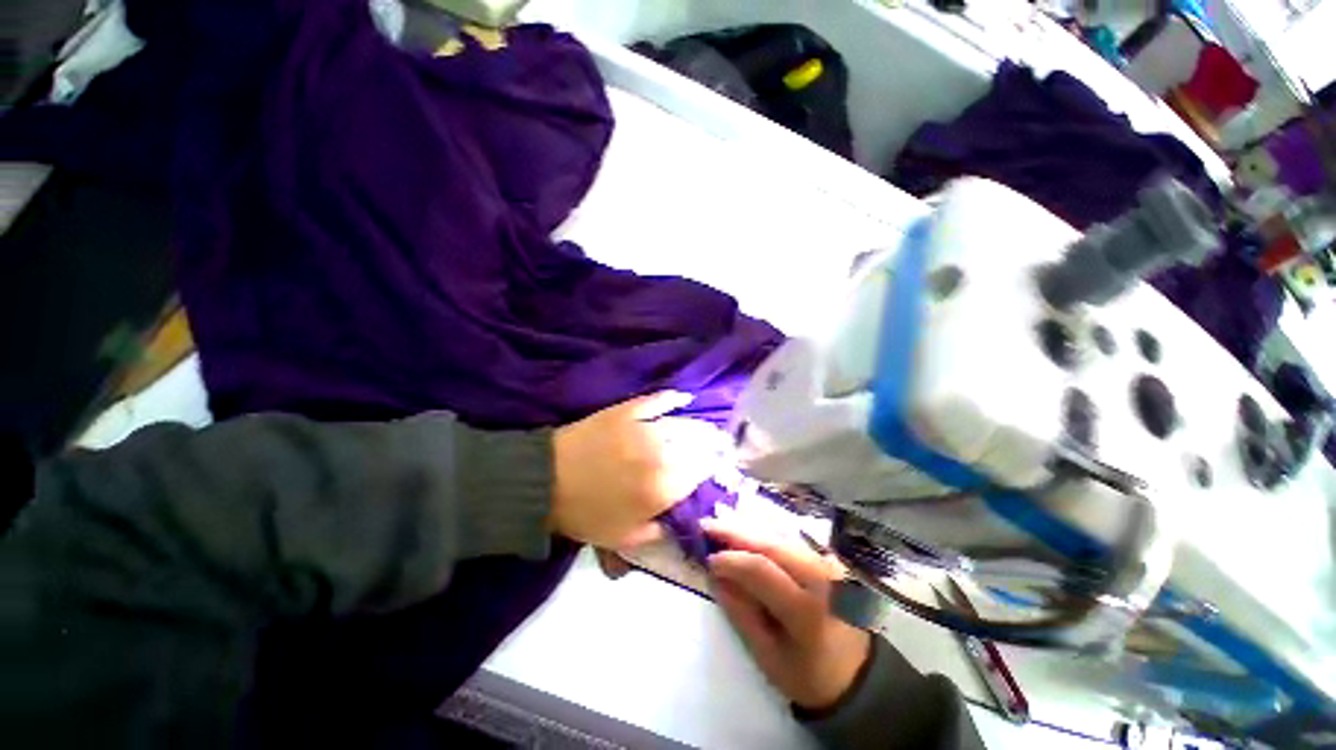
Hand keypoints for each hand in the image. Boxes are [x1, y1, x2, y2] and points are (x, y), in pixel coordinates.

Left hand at [550, 391, 727, 548]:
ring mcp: (645, 429)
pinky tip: (684, 398)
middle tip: (719, 446)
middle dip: (712, 447)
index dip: (711, 470)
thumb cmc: (586, 514)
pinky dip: (672, 398)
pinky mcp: (628, 411)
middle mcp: (661, 455)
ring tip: (709, 429)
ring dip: (700, 427)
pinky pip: (657, 401)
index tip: (716, 468)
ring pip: (683, 424)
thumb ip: (658, 532)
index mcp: (662, 489)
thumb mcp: (624, 539)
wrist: (548, 482)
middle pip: (698, 447)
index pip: (699, 475)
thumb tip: (679, 522)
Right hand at [703, 516, 871, 711]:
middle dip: (736, 531)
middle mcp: (821, 578)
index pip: (761, 569)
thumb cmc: (810, 676)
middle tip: (706, 525)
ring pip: (781, 537)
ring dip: (749, 529)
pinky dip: (765, 535)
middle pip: (772, 544)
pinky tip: (746, 533)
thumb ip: (741, 612)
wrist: (858, 678)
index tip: (707, 559)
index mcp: (807, 609)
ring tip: (721, 525)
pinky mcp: (828, 561)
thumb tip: (716, 575)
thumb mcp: (768, 656)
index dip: (731, 560)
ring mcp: (828, 565)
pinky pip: (790, 541)